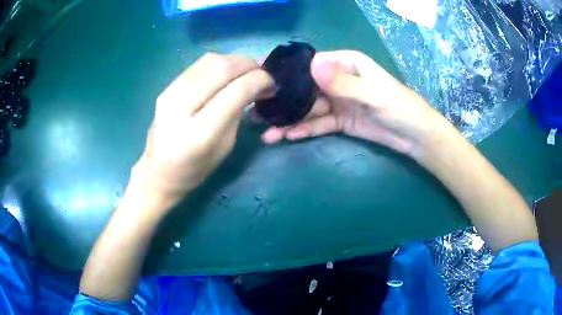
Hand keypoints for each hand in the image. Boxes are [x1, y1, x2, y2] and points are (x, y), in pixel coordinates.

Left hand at [131, 53, 273, 206]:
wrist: (158, 171)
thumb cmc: (195, 168)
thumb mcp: (225, 147)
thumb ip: (239, 113)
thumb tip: (256, 85)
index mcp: (200, 132)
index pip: (235, 91)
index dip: (259, 81)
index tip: (271, 83)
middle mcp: (181, 106)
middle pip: (222, 68)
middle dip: (249, 65)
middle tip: (263, 73)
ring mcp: (170, 92)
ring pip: (211, 60)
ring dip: (235, 61)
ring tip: (247, 71)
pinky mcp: (168, 87)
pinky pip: (200, 64)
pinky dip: (221, 63)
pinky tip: (228, 73)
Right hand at [260, 50, 449, 160]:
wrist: (415, 137)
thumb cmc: (400, 107)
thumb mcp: (374, 93)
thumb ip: (344, 82)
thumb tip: (312, 65)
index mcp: (346, 63)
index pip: (311, 64)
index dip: (287, 73)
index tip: (262, 82)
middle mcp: (338, 79)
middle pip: (305, 89)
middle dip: (283, 102)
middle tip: (257, 115)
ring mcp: (338, 101)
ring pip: (309, 109)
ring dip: (290, 121)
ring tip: (268, 133)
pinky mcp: (340, 121)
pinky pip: (319, 124)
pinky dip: (305, 130)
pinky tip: (287, 136)